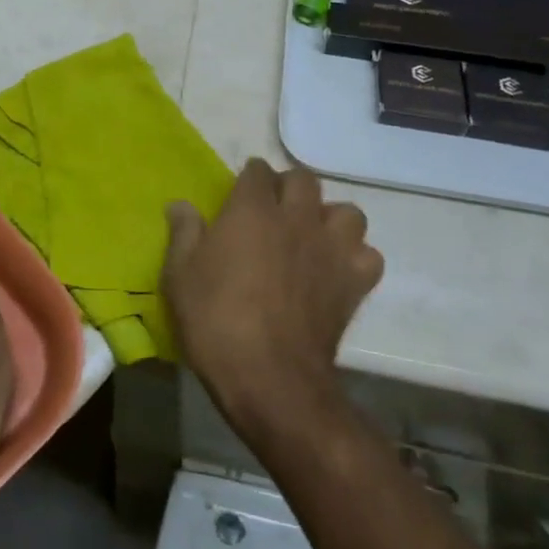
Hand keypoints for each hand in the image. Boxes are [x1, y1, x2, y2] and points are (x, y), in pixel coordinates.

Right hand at [162, 159, 381, 433]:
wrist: (270, 378)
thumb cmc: (216, 321)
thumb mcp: (180, 275)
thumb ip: (184, 233)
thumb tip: (180, 205)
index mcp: (252, 210)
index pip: (257, 170)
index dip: (249, 178)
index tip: (239, 194)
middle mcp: (297, 218)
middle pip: (304, 180)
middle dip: (288, 188)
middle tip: (272, 211)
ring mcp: (331, 249)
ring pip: (347, 212)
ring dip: (330, 219)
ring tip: (311, 237)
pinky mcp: (354, 283)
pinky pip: (368, 255)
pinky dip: (355, 258)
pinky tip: (336, 271)